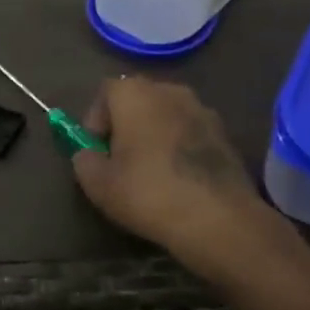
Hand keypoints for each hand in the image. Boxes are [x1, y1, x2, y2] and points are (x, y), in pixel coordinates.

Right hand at [70, 77, 283, 281]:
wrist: (217, 218)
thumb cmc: (148, 193)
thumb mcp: (98, 183)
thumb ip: (84, 160)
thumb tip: (88, 153)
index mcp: (135, 93)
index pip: (105, 92)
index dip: (95, 120)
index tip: (95, 150)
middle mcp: (170, 91)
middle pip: (138, 100)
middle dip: (125, 125)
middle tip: (119, 160)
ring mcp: (203, 110)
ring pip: (167, 116)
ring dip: (155, 135)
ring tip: (150, 171)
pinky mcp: (225, 135)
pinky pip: (191, 134)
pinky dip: (180, 148)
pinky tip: (179, 179)